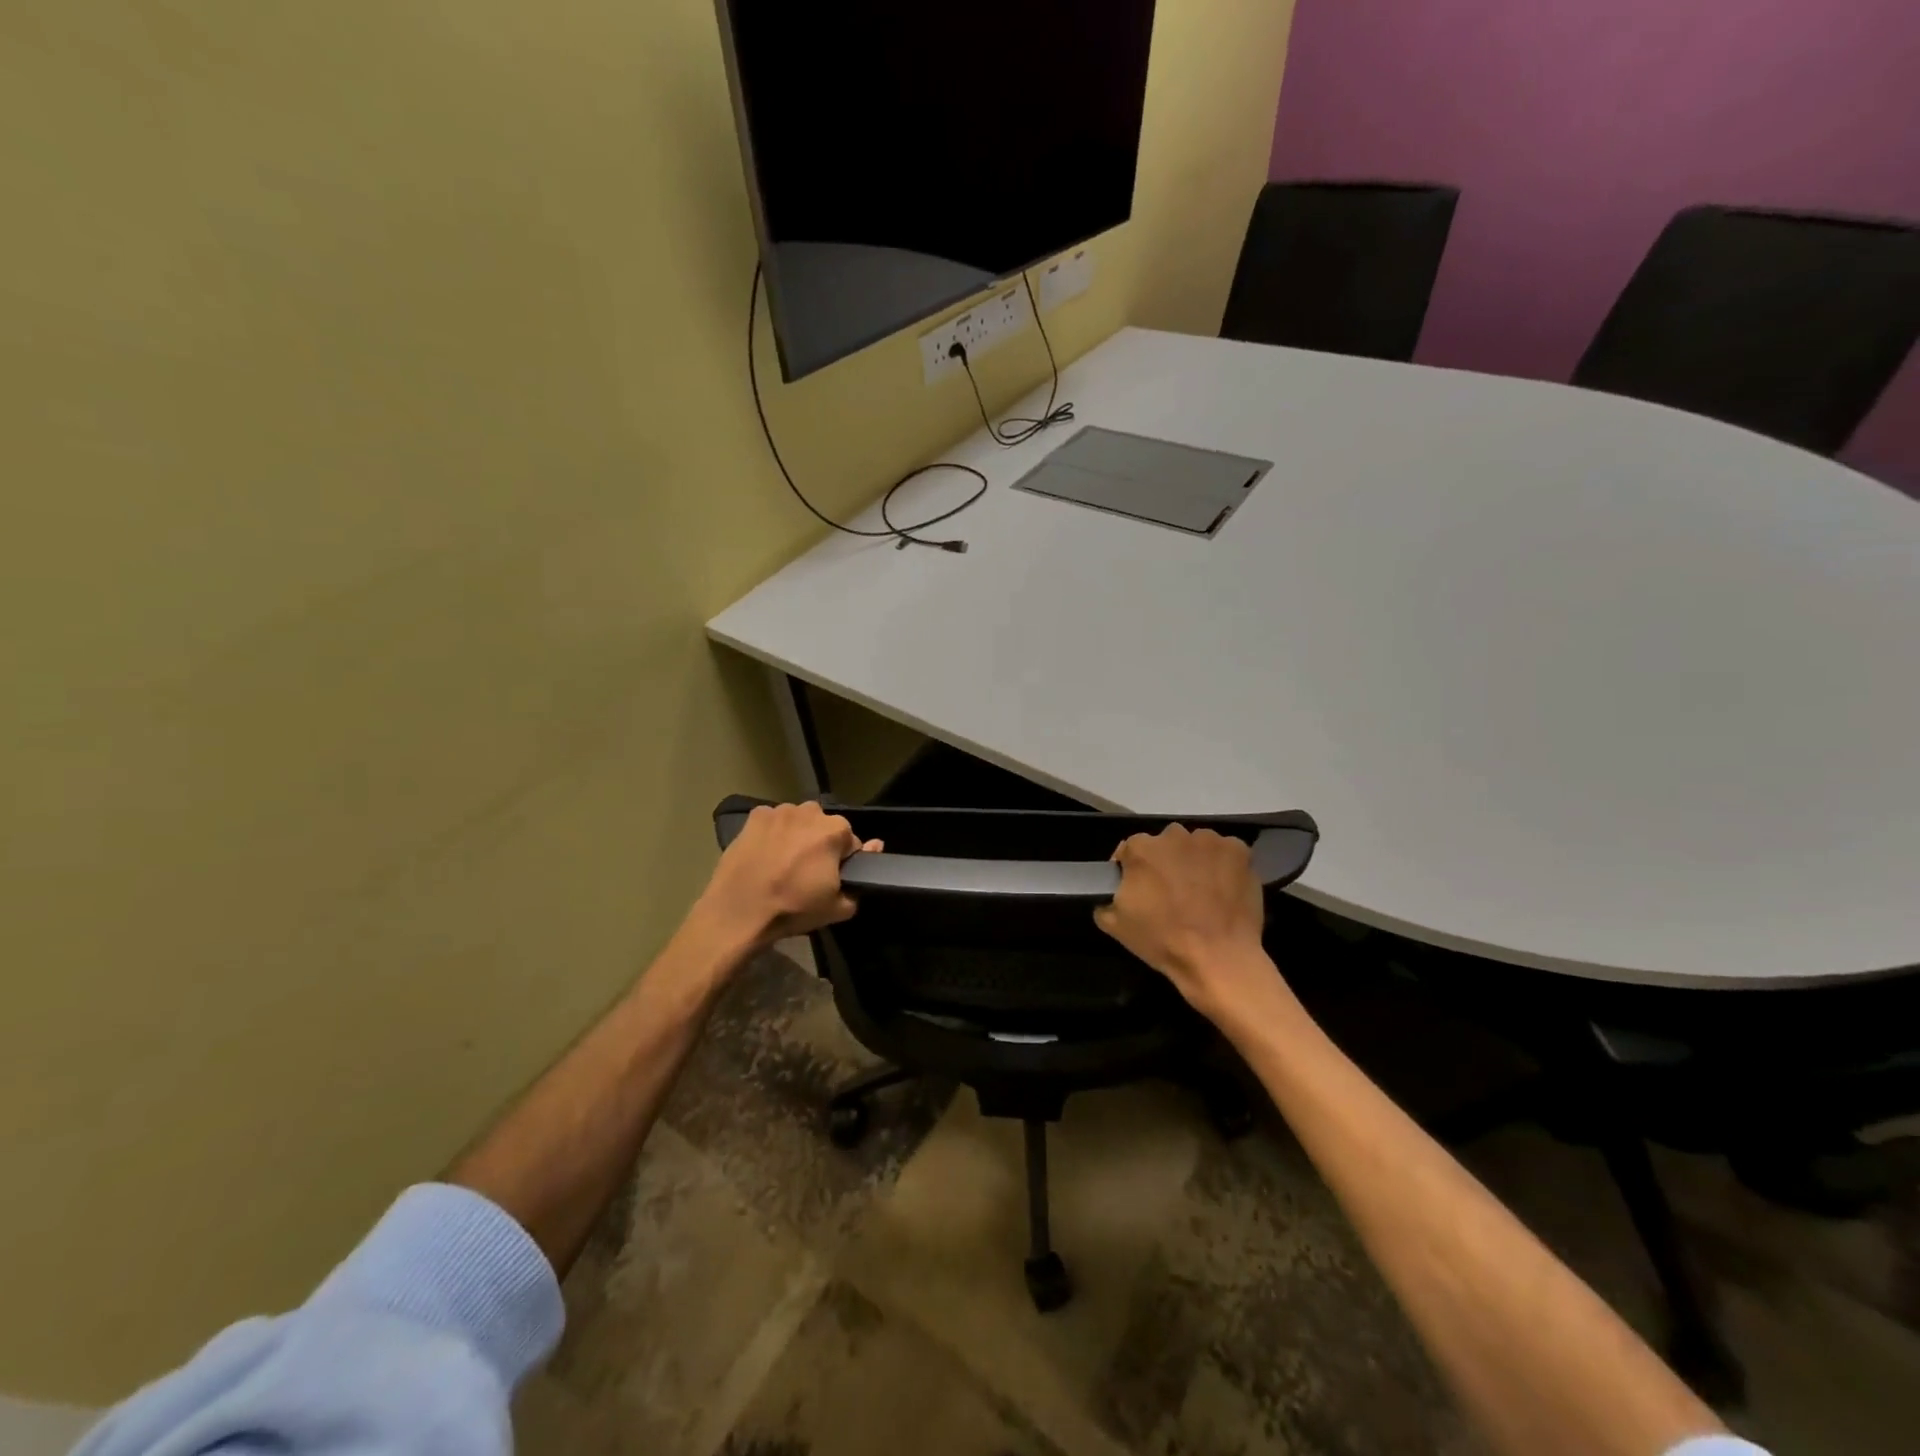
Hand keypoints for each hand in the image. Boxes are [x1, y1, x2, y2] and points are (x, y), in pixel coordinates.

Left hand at [695, 801, 881, 951]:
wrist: (739, 911)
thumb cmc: (793, 908)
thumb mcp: (837, 908)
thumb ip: (861, 878)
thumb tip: (876, 846)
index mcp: (835, 830)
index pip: (851, 843)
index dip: (843, 863)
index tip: (830, 880)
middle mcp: (810, 811)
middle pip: (824, 827)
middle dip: (820, 845)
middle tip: (807, 873)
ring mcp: (779, 811)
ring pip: (798, 822)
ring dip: (797, 836)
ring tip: (783, 864)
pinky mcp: (753, 816)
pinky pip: (772, 822)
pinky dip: (772, 834)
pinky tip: (764, 855)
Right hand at [1093, 825, 1276, 1018]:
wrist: (1217, 958)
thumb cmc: (1162, 941)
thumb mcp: (1115, 926)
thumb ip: (1105, 901)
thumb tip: (1110, 896)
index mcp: (1140, 849)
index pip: (1130, 850)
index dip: (1132, 870)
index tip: (1139, 890)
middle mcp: (1173, 835)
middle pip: (1165, 844)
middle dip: (1165, 862)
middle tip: (1171, 892)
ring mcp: (1209, 841)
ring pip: (1196, 845)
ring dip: (1195, 861)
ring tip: (1201, 892)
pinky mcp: (1239, 851)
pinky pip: (1226, 852)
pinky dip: (1224, 866)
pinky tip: (1224, 889)